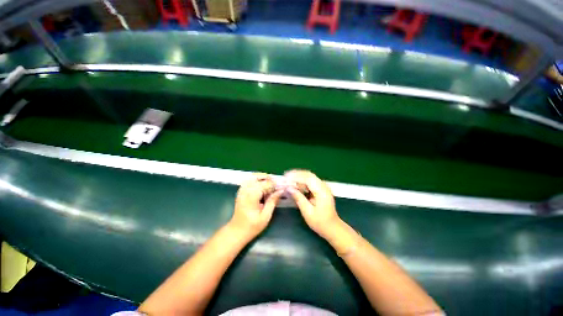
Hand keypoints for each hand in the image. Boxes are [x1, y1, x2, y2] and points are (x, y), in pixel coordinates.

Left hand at [229, 173, 282, 239]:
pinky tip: (263, 187)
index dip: (275, 184)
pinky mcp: (241, 191)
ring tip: (271, 186)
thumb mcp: (265, 216)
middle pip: (258, 176)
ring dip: (263, 178)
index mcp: (252, 195)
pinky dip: (258, 180)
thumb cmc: (252, 226)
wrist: (236, 231)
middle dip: (269, 179)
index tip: (282, 188)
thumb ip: (273, 201)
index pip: (266, 183)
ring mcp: (242, 189)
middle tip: (276, 185)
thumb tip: (281, 190)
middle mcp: (246, 189)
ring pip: (254, 176)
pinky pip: (250, 180)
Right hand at [285, 170, 340, 238]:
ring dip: (298, 177)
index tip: (285, 177)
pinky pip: (310, 181)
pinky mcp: (321, 189)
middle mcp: (323, 186)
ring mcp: (323, 187)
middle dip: (296, 174)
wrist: (332, 227)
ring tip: (288, 179)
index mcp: (322, 191)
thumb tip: (288, 188)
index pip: (307, 178)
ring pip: (309, 177)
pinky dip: (302, 181)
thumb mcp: (308, 212)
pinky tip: (295, 184)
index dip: (296, 176)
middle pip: (308, 175)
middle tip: (285, 176)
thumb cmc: (320, 222)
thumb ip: (298, 198)